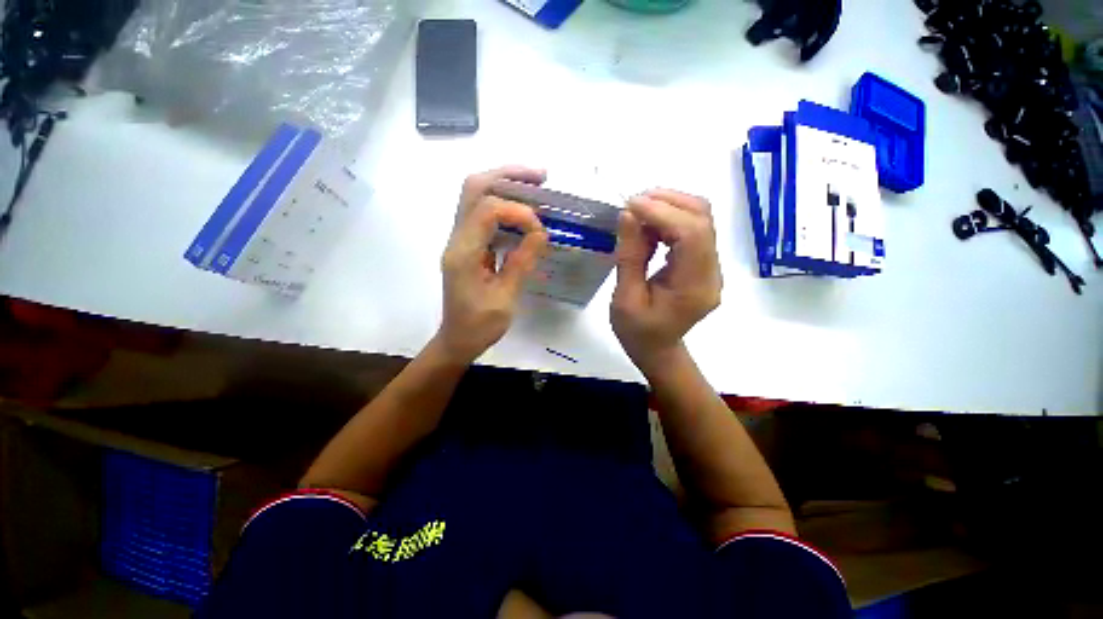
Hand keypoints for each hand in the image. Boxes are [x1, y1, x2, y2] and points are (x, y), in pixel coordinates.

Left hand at [436, 166, 548, 363]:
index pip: (488, 210)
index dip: (519, 212)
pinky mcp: (468, 245)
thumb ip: (521, 263)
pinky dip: (504, 204)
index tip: (540, 231)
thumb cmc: (480, 326)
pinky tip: (524, 211)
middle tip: (541, 177)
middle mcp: (457, 238)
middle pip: (474, 188)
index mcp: (463, 253)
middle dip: (508, 175)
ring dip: (506, 185)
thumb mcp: (505, 299)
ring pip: (476, 195)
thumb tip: (540, 233)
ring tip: (536, 186)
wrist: (457, 340)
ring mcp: (460, 240)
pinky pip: (483, 213)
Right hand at [611, 189, 722, 371]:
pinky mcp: (703, 264)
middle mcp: (711, 272)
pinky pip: (692, 230)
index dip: (662, 213)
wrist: (658, 350)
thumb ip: (630, 256)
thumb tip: (629, 215)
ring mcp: (711, 267)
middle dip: (668, 202)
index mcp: (693, 287)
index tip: (631, 205)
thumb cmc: (638, 333)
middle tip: (633, 202)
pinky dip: (669, 219)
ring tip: (638, 212)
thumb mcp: (625, 299)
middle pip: (702, 219)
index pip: (691, 235)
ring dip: (669, 207)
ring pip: (700, 219)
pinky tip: (648, 226)